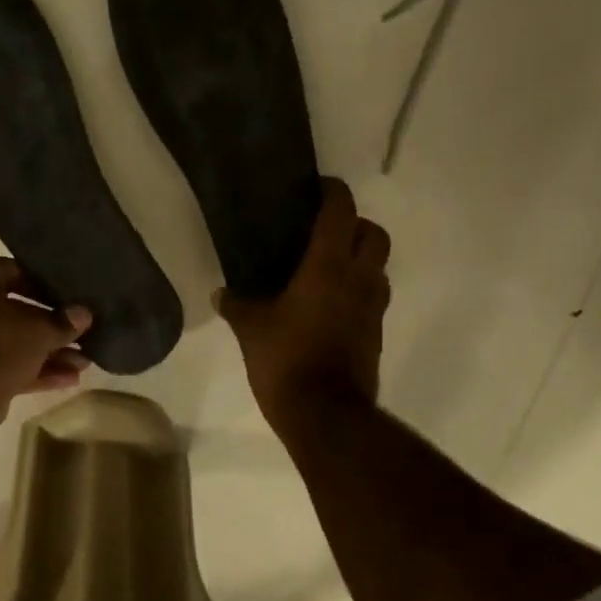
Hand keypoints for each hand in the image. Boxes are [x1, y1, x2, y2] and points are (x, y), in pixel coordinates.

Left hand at [0, 259, 92, 441]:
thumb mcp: (39, 330)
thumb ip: (64, 322)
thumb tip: (84, 314)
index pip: (16, 271)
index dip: (46, 284)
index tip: (71, 296)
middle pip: (18, 311)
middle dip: (53, 326)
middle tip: (84, 332)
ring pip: (16, 342)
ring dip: (50, 352)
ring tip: (85, 362)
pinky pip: (10, 365)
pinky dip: (37, 371)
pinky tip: (70, 379)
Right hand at [217, 179, 389, 429]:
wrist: (326, 413)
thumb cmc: (285, 360)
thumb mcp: (250, 330)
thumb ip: (236, 305)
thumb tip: (221, 294)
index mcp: (328, 267)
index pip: (341, 212)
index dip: (332, 192)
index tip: (317, 187)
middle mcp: (358, 279)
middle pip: (374, 233)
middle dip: (355, 224)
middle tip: (325, 231)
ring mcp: (372, 308)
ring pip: (379, 266)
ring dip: (361, 257)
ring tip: (328, 266)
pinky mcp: (375, 333)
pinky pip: (373, 296)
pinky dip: (358, 289)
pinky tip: (330, 303)